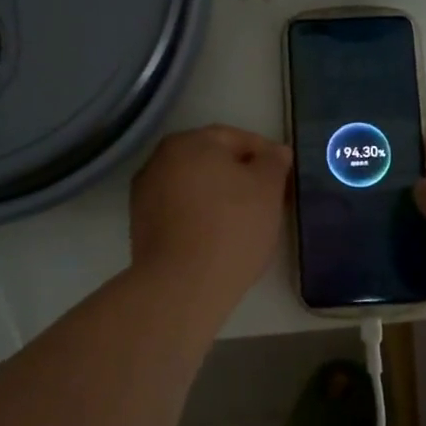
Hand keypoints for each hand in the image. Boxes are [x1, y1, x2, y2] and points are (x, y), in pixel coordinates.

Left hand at [130, 125, 290, 301]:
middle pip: (211, 160)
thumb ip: (273, 162)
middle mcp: (160, 159)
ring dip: (219, 196)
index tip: (284, 176)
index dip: (265, 155)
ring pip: (195, 186)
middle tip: (268, 198)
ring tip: (245, 221)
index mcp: (188, 142)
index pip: (235, 138)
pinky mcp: (141, 225)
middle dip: (240, 175)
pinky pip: (180, 210)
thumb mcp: (267, 189)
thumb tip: (275, 152)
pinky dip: (200, 216)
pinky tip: (218, 237)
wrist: (181, 287)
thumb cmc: (231, 227)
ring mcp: (145, 193)